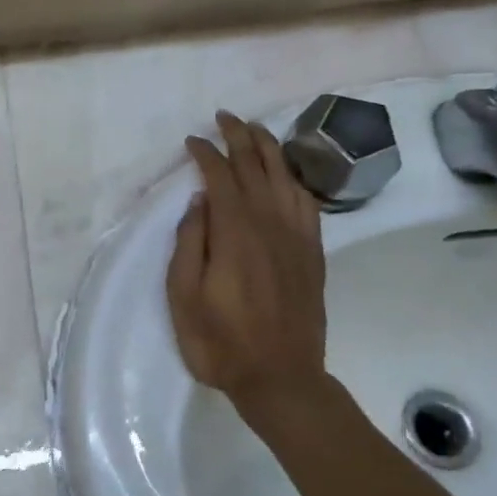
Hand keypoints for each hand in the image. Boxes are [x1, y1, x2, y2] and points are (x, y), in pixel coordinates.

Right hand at [167, 112, 333, 439]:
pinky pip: (307, 203)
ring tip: (255, 130)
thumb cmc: (221, 342)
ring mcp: (296, 237)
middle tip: (224, 117)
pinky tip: (288, 174)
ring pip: (285, 178)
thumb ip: (190, 244)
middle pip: (256, 168)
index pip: (221, 178)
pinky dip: (296, 179)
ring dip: (269, 149)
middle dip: (239, 137)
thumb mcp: (184, 297)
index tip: (192, 141)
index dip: (206, 154)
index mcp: (235, 233)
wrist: (281, 378)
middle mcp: (270, 225)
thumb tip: (200, 202)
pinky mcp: (312, 253)